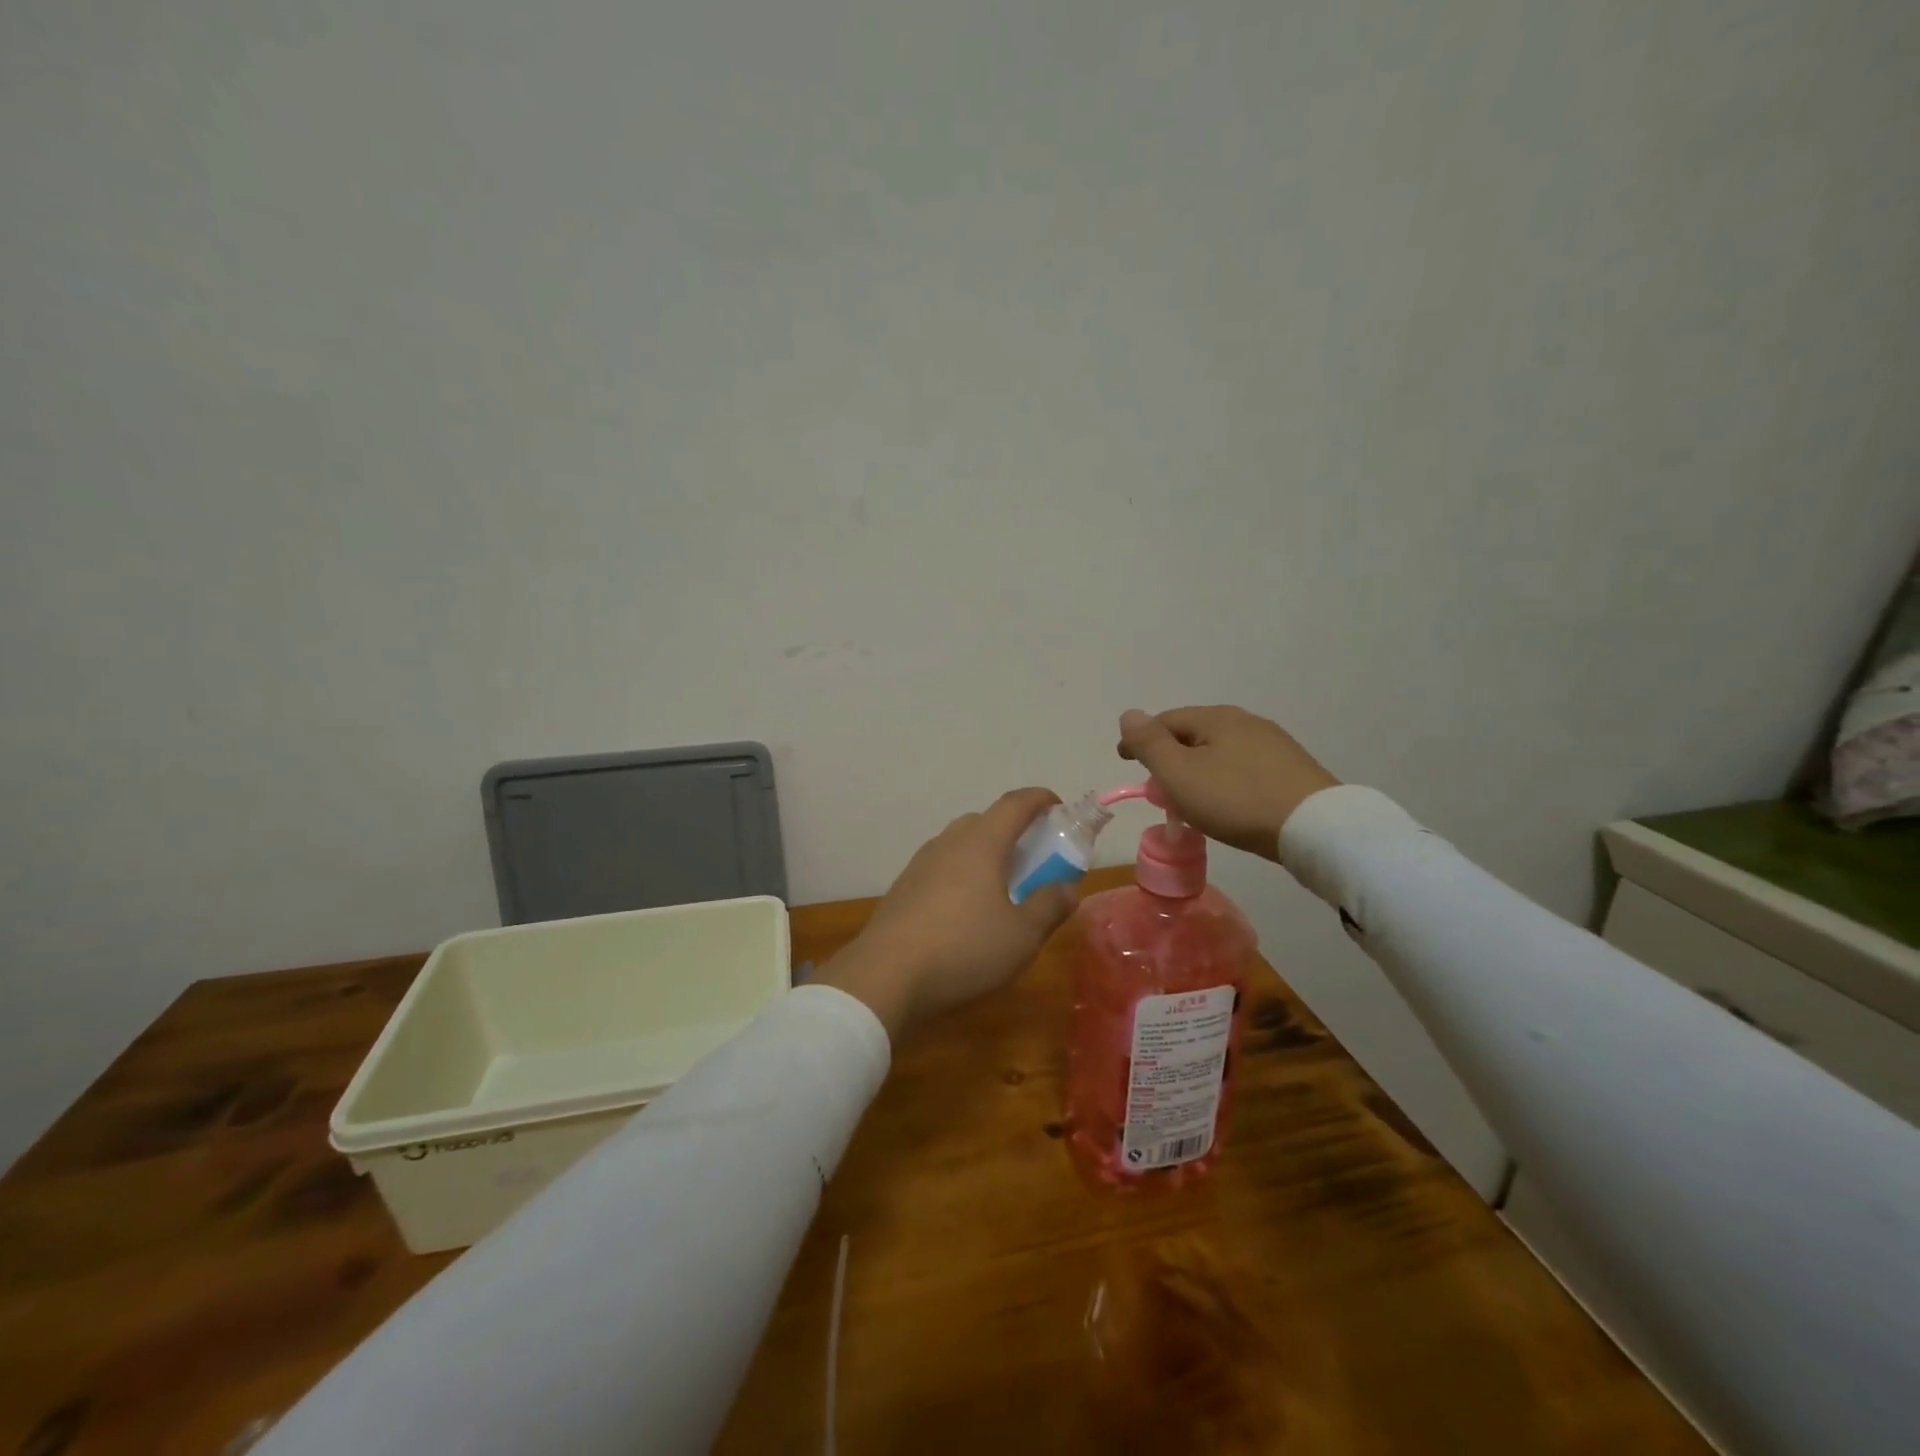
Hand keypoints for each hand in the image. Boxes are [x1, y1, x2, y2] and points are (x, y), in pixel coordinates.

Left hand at [814, 788, 1077, 1040]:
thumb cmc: (964, 949)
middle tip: (1033, 859)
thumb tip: (1067, 887)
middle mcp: (949, 843)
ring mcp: (920, 864)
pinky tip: (966, 912)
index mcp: (981, 843)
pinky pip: (941, 868)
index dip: (1040, 799)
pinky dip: (962, 876)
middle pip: (985, 821)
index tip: (1058, 807)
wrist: (885, 976)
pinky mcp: (903, 888)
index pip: (1015, 804)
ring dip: (985, 855)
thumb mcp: (1022, 936)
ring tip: (1001, 889)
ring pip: (960, 845)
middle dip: (1013, 831)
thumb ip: (1049, 906)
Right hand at [1117, 706, 1339, 861]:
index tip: (1124, 760)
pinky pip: (1244, 768)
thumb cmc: (1236, 799)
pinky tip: (1227, 802)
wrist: (1315, 828)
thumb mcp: (1179, 774)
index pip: (1165, 721)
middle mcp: (1245, 721)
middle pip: (1194, 735)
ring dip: (1198, 769)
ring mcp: (1273, 744)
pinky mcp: (1292, 769)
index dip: (1140, 740)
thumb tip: (1129, 715)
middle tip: (1157, 785)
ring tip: (1190, 799)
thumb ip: (1149, 744)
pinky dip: (1224, 780)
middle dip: (1170, 756)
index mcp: (1216, 718)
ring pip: (1220, 752)